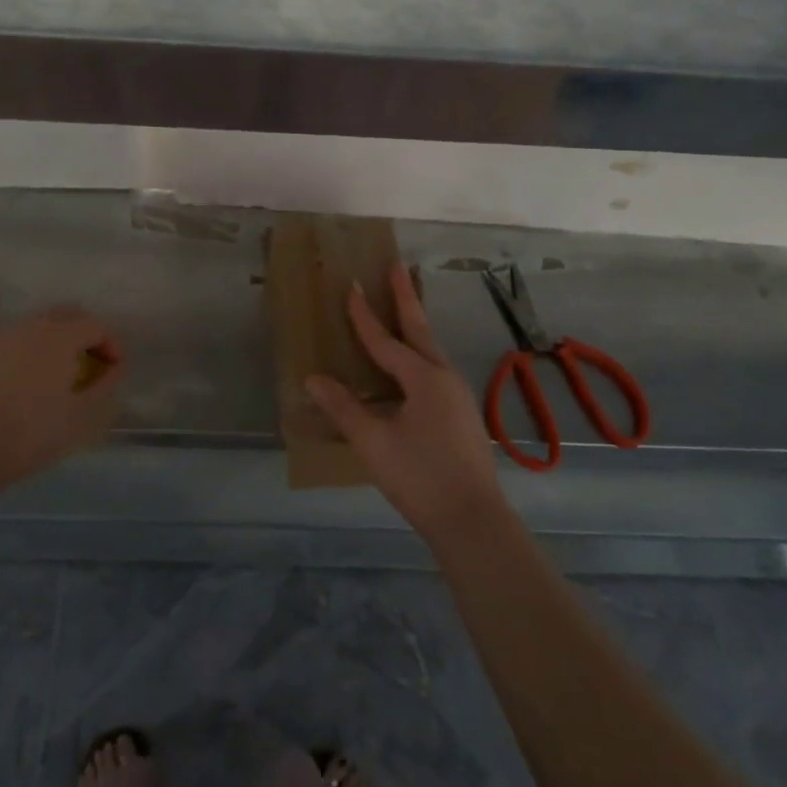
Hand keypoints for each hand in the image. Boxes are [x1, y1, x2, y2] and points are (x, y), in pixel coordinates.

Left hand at [0, 306, 123, 496]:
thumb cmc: (29, 434)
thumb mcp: (80, 417)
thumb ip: (104, 386)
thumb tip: (114, 368)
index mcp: (59, 338)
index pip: (95, 325)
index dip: (110, 344)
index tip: (112, 369)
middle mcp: (26, 327)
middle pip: (63, 315)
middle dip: (80, 333)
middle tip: (84, 364)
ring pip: (28, 329)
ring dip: (45, 345)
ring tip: (44, 378)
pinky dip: (13, 359)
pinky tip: (7, 389)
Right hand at [305, 263, 507, 541]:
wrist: (472, 519)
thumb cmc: (419, 477)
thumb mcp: (373, 442)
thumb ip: (344, 408)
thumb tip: (313, 378)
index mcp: (423, 378)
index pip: (385, 339)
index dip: (364, 315)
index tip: (352, 285)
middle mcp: (444, 377)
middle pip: (419, 330)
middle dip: (406, 298)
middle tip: (397, 267)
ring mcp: (457, 396)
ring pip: (431, 350)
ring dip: (415, 325)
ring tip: (403, 307)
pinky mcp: (461, 414)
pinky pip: (435, 370)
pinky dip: (420, 354)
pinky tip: (411, 367)